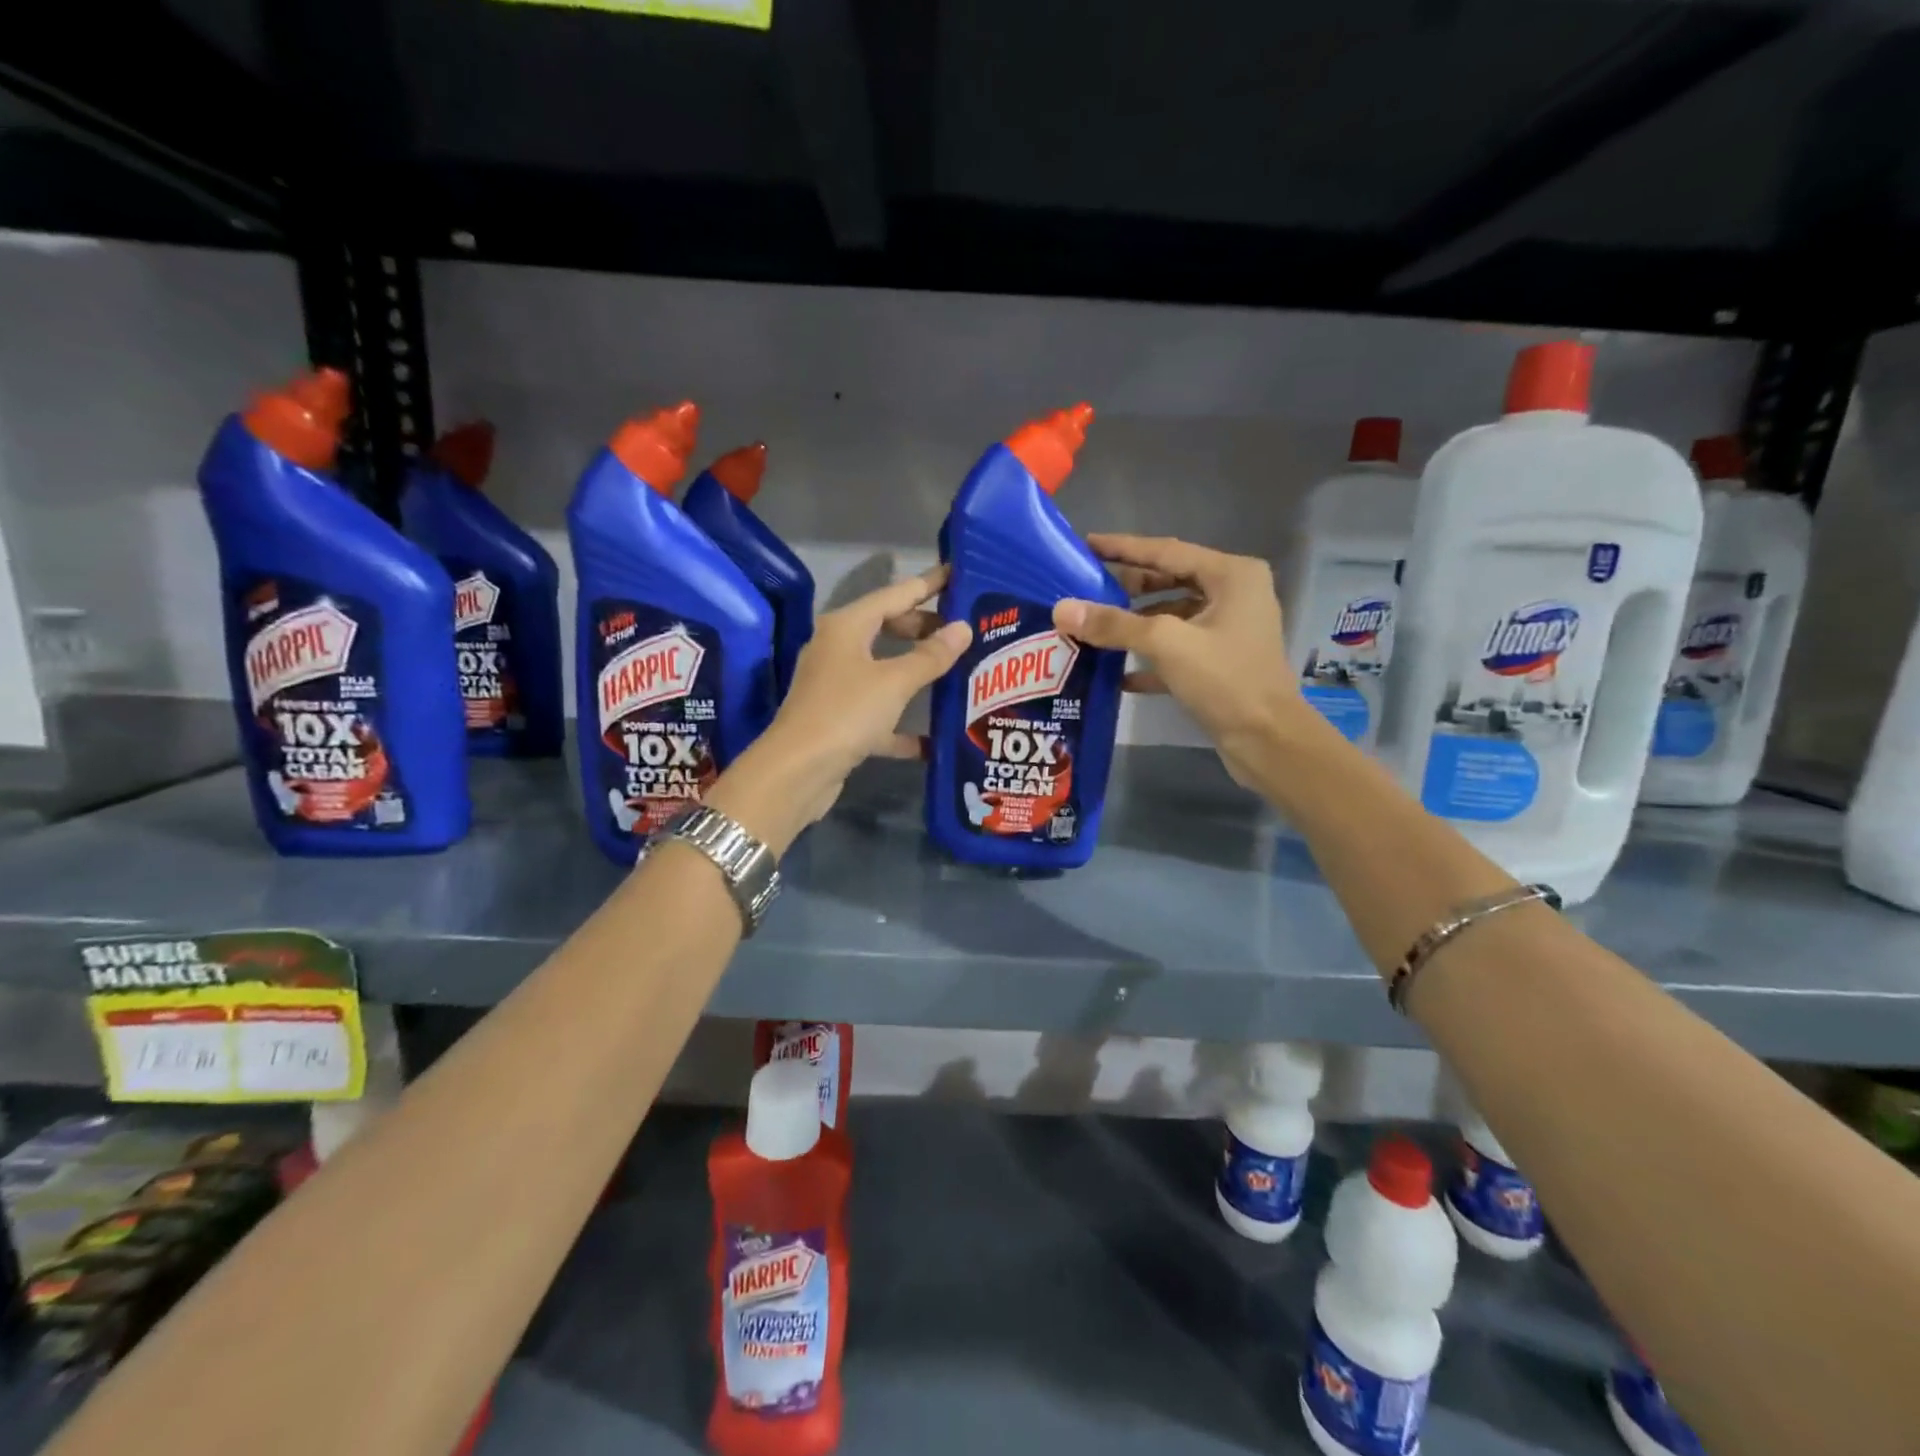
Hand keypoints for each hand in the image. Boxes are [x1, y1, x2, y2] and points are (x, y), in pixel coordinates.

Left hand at [708, 568, 970, 849]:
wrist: (797, 772)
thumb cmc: (846, 713)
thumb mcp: (894, 681)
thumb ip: (931, 655)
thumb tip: (962, 628)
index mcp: (847, 627)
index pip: (894, 594)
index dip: (928, 584)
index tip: (958, 575)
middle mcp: (838, 649)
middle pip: (887, 628)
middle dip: (925, 629)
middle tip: (965, 632)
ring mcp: (837, 686)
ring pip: (885, 670)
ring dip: (917, 673)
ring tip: (958, 672)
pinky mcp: (840, 721)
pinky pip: (879, 713)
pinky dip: (902, 723)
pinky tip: (933, 739)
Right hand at [1053, 534, 1303, 784]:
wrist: (1267, 741)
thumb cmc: (1225, 680)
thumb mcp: (1166, 644)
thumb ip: (1113, 624)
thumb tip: (1062, 609)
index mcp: (1231, 575)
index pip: (1167, 551)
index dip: (1123, 548)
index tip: (1087, 544)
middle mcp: (1233, 595)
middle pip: (1169, 580)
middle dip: (1127, 586)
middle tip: (1086, 588)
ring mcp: (1227, 631)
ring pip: (1171, 616)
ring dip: (1134, 623)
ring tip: (1093, 626)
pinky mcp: (1219, 663)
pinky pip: (1175, 650)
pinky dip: (1147, 657)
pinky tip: (1114, 671)